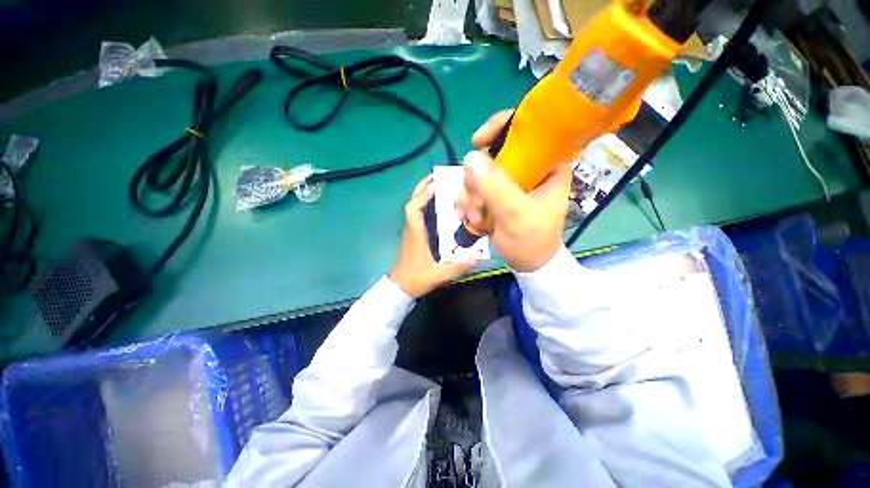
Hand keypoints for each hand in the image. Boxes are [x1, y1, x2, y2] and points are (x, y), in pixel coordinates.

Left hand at [389, 175, 477, 297]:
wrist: (401, 287)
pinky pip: (419, 214)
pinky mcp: (414, 235)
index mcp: (416, 234)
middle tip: (438, 177)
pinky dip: (427, 205)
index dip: (423, 194)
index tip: (437, 184)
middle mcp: (412, 228)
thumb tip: (479, 258)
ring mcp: (412, 231)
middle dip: (423, 187)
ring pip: (415, 207)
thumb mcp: (439, 274)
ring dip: (425, 194)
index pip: (413, 208)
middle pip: (412, 202)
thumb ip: (458, 267)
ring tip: (441, 186)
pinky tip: (440, 206)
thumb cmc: (416, 278)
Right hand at [457, 110, 572, 271]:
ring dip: (470, 196)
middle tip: (476, 204)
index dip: (501, 126)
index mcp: (547, 165)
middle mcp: (528, 168)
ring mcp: (510, 182)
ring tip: (474, 218)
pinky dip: (468, 202)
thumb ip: (496, 188)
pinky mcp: (497, 194)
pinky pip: (474, 188)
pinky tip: (469, 218)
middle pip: (493, 153)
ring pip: (479, 173)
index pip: (528, 128)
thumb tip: (470, 157)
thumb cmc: (532, 241)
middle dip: (477, 179)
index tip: (477, 141)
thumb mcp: (516, 216)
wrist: (527, 264)